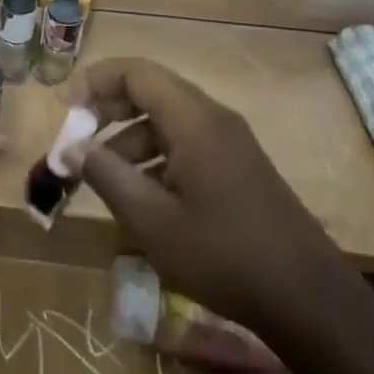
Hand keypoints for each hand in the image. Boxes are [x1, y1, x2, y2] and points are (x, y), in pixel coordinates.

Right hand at [62, 58, 351, 347]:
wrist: (310, 302)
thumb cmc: (225, 255)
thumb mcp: (153, 220)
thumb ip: (107, 176)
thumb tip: (72, 148)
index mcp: (193, 119)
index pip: (135, 72)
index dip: (94, 82)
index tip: (63, 110)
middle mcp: (212, 119)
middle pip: (149, 91)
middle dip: (107, 111)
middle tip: (76, 142)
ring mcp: (229, 143)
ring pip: (166, 121)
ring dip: (128, 139)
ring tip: (101, 178)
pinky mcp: (237, 168)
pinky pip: (185, 145)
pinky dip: (154, 158)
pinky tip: (141, 198)